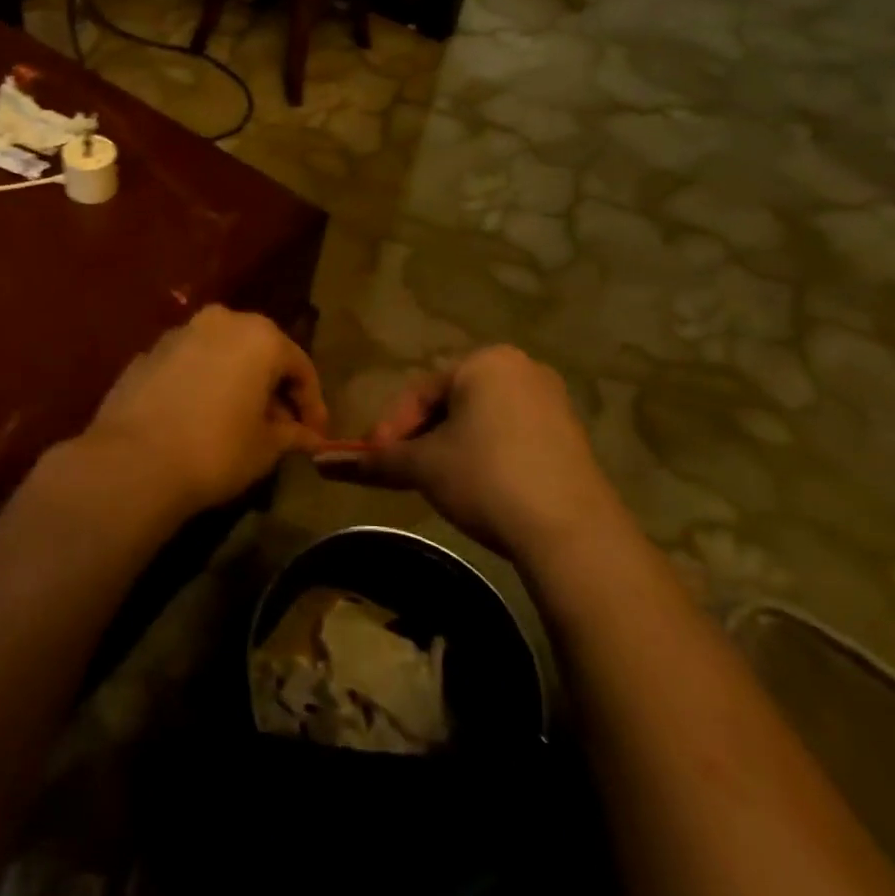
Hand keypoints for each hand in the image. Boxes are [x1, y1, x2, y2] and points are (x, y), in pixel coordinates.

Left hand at [82, 305, 328, 518]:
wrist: (133, 460)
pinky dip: (201, 384)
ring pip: (221, 354)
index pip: (300, 367)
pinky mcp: (146, 353)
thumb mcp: (266, 448)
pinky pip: (188, 365)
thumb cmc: (216, 449)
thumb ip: (291, 434)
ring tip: (239, 422)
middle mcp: (220, 321)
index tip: (315, 436)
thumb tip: (309, 437)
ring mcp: (178, 333)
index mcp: (259, 336)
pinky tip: (199, 418)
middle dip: (272, 388)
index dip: (312, 404)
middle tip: (280, 427)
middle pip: (259, 352)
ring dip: (236, 382)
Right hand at [357, 346, 623, 562]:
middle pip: (450, 403)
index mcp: (485, 361)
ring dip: (449, 447)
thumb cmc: (487, 478)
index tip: (375, 461)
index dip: (390, 428)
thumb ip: (374, 460)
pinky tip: (477, 488)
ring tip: (435, 482)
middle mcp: (521, 369)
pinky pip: (510, 435)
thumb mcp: (423, 466)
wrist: (573, 533)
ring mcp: (551, 401)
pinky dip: (484, 456)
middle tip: (402, 470)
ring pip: (479, 420)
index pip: (419, 392)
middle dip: (420, 437)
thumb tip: (322, 463)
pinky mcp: (569, 436)